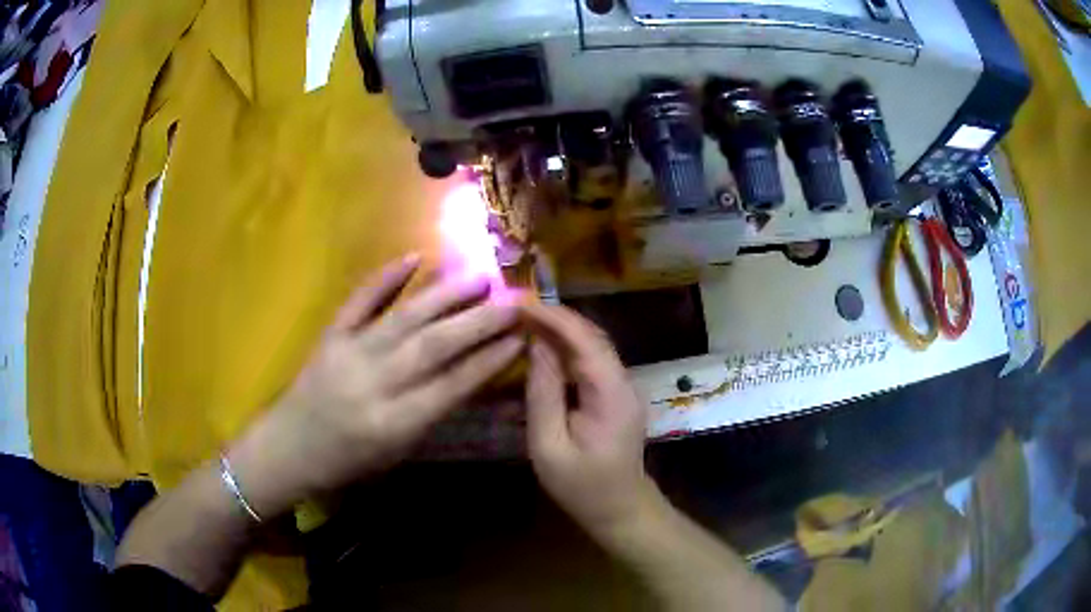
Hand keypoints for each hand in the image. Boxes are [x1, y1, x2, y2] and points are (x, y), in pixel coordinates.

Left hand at [231, 255, 523, 516]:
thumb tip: (470, 373)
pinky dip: (386, 277)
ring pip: (405, 317)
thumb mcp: (397, 452)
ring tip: (480, 275)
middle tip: (513, 301)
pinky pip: (360, 300)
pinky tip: (414, 258)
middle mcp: (374, 384)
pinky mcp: (330, 335)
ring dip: (445, 294)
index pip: (452, 385)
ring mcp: (349, 353)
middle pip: (434, 345)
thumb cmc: (347, 463)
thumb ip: (431, 413)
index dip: (490, 359)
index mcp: (394, 423)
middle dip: (479, 321)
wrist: (288, 449)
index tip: (521, 338)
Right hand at [522, 304, 657, 538]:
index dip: (553, 318)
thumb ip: (543, 395)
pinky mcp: (616, 396)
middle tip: (518, 310)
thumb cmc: (582, 486)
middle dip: (556, 319)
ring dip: (561, 332)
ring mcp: (623, 388)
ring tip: (525, 324)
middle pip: (592, 337)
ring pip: (593, 347)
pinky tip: (544, 352)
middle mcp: (623, 382)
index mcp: (611, 394)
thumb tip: (537, 347)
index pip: (585, 340)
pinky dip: (567, 351)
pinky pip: (592, 363)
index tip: (520, 304)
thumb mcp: (549, 446)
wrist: (620, 510)